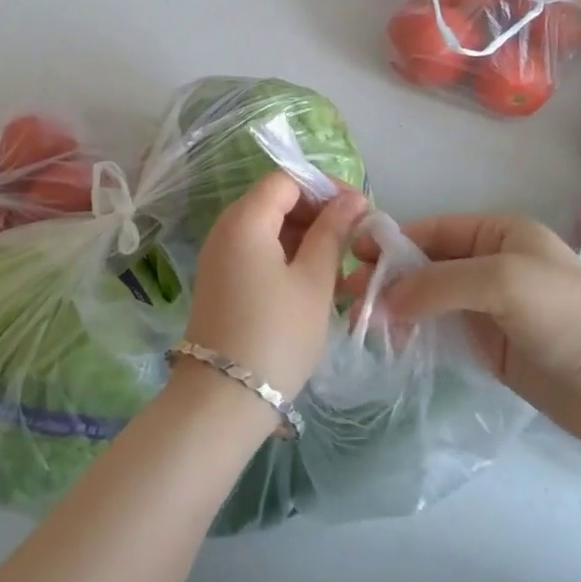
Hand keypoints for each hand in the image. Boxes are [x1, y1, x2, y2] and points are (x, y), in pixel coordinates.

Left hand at [184, 172, 365, 402]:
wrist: (223, 400)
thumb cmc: (277, 333)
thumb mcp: (314, 280)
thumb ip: (333, 232)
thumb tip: (352, 199)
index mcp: (245, 219)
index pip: (287, 180)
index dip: (325, 188)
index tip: (359, 210)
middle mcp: (226, 229)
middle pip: (276, 202)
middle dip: (318, 214)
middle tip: (355, 240)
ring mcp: (221, 257)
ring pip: (270, 230)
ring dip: (307, 239)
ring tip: (342, 266)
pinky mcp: (223, 282)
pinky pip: (259, 253)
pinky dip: (288, 259)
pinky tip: (317, 284)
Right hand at [372, 214, 580, 451]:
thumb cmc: (568, 319)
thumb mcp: (502, 282)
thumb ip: (440, 283)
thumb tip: (386, 299)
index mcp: (498, 234)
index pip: (432, 230)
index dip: (391, 242)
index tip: (350, 258)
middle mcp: (490, 263)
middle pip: (426, 264)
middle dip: (388, 278)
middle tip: (346, 298)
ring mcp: (489, 307)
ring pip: (429, 299)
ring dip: (397, 308)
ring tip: (361, 327)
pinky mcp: (490, 345)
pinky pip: (442, 332)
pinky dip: (415, 335)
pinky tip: (390, 345)